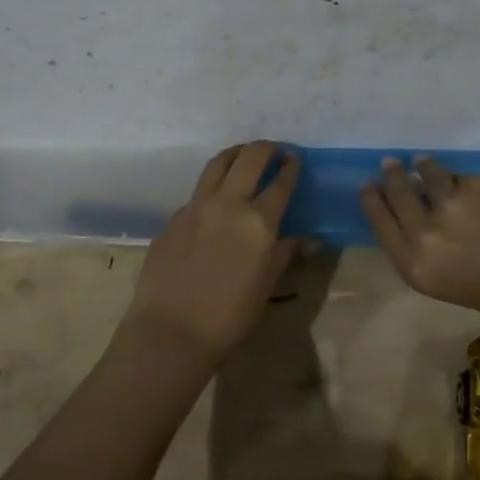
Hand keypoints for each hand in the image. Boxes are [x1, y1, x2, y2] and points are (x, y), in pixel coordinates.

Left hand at [121, 141, 301, 364]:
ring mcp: (196, 207)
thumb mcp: (266, 286)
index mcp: (258, 222)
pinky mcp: (173, 218)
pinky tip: (214, 203)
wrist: (172, 331)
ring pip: (217, 164)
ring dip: (235, 154)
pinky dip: (211, 188)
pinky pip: (196, 193)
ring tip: (243, 156)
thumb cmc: (229, 317)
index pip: (280, 182)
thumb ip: (284, 254)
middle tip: (274, 150)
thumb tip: (308, 241)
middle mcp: (228, 204)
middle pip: (250, 158)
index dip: (290, 167)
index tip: (295, 159)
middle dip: (266, 148)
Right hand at [359, 157, 479, 321]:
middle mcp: (424, 234)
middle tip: (388, 164)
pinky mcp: (474, 185)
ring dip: (420, 167)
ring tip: (420, 161)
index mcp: (416, 267)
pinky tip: (459, 177)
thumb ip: (429, 254)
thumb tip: (419, 224)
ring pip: (424, 176)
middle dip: (390, 177)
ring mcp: (448, 205)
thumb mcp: (452, 285)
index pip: (380, 224)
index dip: (371, 201)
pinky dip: (455, 176)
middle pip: (397, 195)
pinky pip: (457, 177)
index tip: (367, 186)